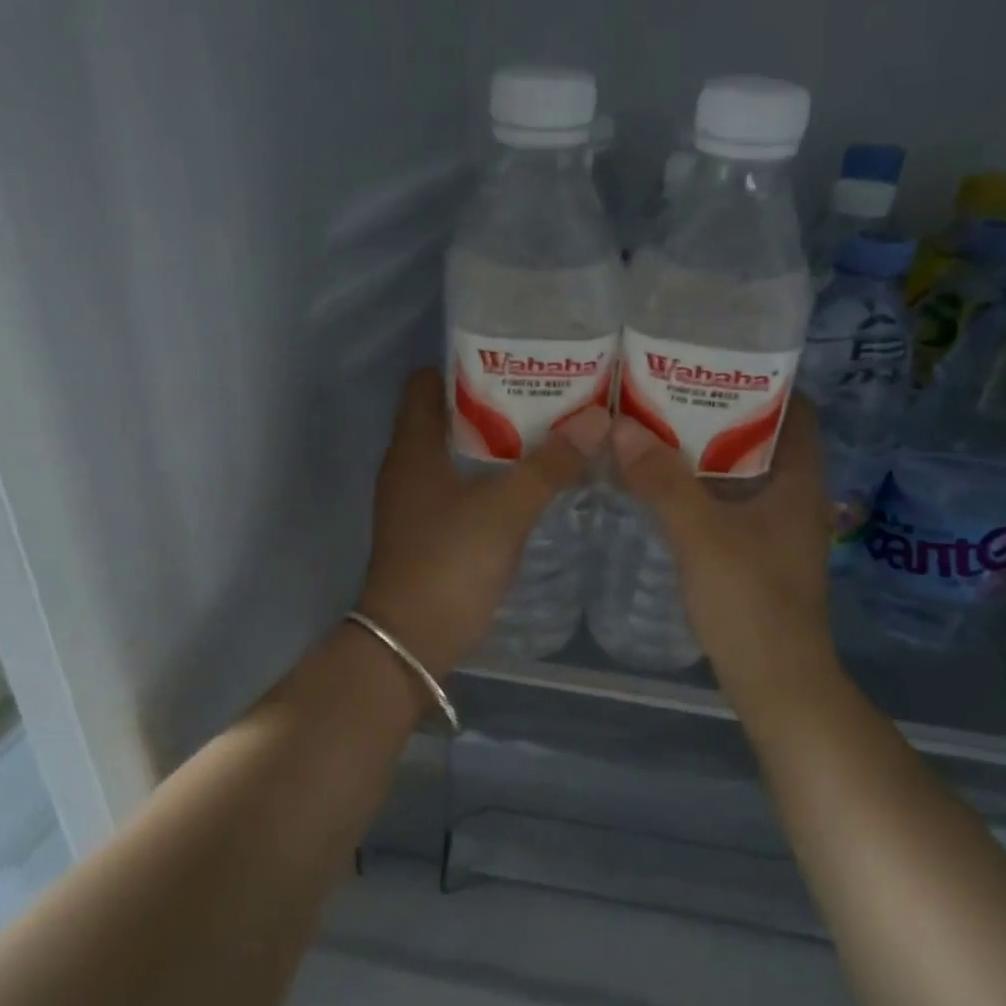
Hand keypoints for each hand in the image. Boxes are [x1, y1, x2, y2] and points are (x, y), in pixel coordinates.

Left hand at [357, 368, 610, 679]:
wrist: (410, 644)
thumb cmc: (449, 564)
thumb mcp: (505, 510)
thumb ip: (549, 465)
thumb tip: (598, 419)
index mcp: (413, 448)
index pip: (426, 383)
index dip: (465, 366)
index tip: (514, 361)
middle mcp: (408, 468)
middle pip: (448, 418)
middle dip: (495, 404)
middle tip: (548, 397)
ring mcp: (417, 504)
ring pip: (458, 457)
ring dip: (497, 445)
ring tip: (550, 435)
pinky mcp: (430, 535)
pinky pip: (462, 490)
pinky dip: (492, 481)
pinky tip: (531, 487)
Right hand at [608, 395, 840, 717]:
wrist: (776, 683)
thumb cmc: (750, 602)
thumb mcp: (701, 536)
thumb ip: (662, 482)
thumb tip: (620, 428)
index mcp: (799, 481)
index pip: (796, 411)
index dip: (761, 383)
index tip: (711, 367)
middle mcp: (796, 498)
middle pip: (763, 440)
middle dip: (719, 416)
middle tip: (667, 397)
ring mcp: (778, 531)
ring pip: (743, 476)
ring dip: (705, 456)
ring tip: (656, 434)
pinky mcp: (759, 557)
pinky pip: (730, 507)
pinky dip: (702, 492)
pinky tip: (663, 492)